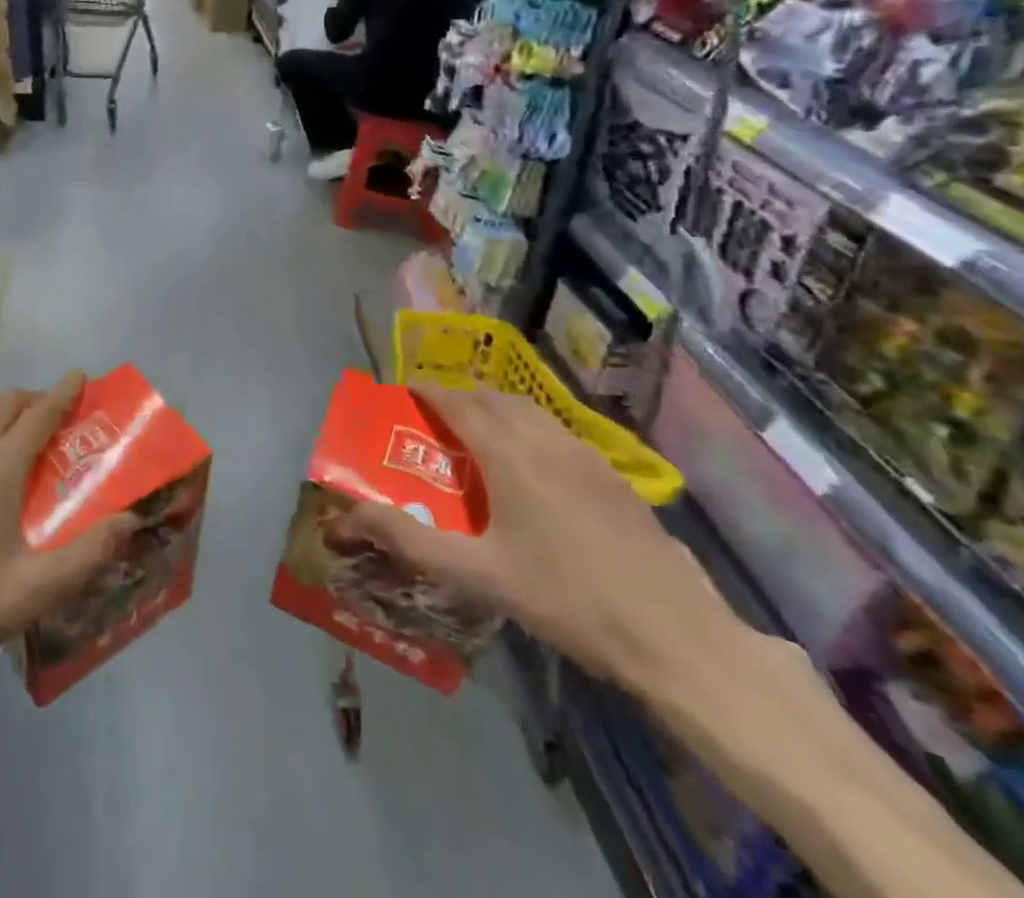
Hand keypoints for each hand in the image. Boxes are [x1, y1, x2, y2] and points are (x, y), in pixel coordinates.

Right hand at [344, 382, 737, 695]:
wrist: (674, 634)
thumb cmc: (566, 598)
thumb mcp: (478, 575)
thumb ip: (410, 540)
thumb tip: (349, 514)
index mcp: (509, 455)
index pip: (458, 404)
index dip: (429, 391)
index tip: (406, 388)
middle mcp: (546, 440)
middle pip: (495, 398)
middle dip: (461, 396)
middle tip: (436, 414)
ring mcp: (586, 456)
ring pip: (531, 411)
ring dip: (497, 408)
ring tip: (479, 431)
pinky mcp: (614, 477)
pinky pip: (558, 431)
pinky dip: (530, 428)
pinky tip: (534, 465)